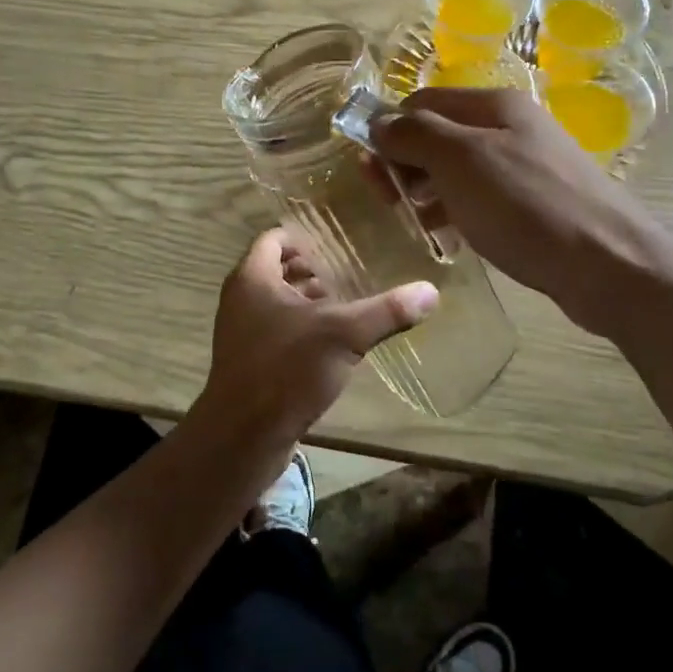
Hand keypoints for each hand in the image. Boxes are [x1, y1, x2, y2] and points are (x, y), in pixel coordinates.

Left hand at [197, 228, 437, 443]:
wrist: (243, 436)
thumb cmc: (287, 369)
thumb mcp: (344, 334)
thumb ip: (387, 311)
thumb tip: (431, 291)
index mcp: (253, 278)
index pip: (274, 237)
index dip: (304, 236)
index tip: (337, 241)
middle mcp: (241, 298)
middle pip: (276, 268)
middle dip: (311, 268)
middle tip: (349, 270)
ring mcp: (241, 331)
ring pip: (276, 301)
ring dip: (307, 298)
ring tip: (346, 302)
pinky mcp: (249, 360)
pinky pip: (276, 329)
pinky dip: (301, 326)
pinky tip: (332, 341)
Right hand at [371, 88, 654, 337]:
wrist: (609, 264)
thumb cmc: (527, 205)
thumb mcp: (461, 161)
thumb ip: (415, 134)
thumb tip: (378, 122)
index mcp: (493, 105)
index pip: (422, 101)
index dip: (389, 129)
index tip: (369, 170)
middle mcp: (509, 127)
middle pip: (439, 133)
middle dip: (405, 162)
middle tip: (387, 200)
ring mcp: (524, 166)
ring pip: (457, 169)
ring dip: (426, 189)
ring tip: (411, 221)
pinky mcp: (533, 204)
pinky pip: (480, 198)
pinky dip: (455, 211)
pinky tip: (447, 236)